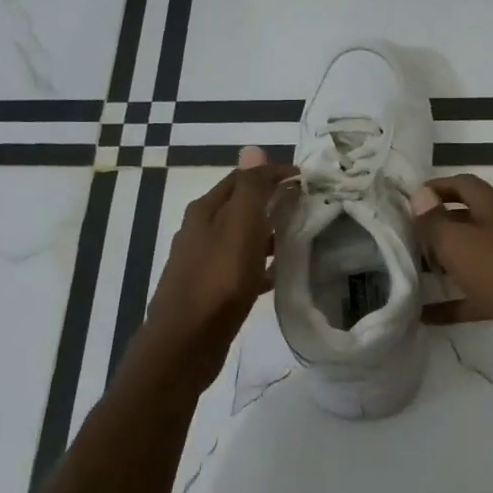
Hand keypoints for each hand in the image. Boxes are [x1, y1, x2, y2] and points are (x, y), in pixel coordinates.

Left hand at [136, 147, 296, 389]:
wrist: (186, 344)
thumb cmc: (217, 282)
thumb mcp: (238, 228)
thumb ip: (249, 189)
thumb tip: (253, 148)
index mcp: (205, 212)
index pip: (242, 178)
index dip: (272, 173)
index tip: (306, 178)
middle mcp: (200, 232)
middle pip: (240, 206)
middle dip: (271, 200)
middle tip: (307, 205)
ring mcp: (204, 263)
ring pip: (242, 237)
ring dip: (268, 232)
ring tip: (300, 236)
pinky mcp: (211, 291)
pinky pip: (242, 268)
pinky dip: (262, 264)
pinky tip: (279, 274)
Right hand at [410, 174, 492, 376]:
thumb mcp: (460, 243)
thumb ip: (435, 221)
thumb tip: (420, 195)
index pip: (462, 184)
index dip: (435, 188)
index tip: (406, 201)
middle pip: (466, 220)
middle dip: (436, 228)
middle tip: (403, 241)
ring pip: (471, 258)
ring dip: (443, 265)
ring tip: (410, 274)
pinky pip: (477, 294)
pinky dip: (454, 303)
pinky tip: (426, 316)